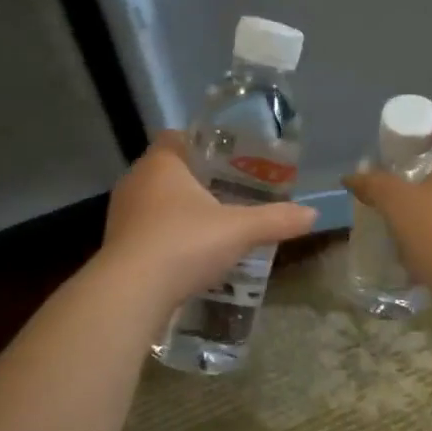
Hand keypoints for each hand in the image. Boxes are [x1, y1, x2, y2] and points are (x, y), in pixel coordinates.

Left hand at [100, 132, 317, 310]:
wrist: (132, 293)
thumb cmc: (184, 244)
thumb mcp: (239, 231)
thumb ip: (276, 220)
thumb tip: (313, 214)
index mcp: (161, 164)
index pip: (177, 137)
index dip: (202, 144)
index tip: (228, 159)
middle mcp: (136, 181)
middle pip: (169, 171)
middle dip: (197, 181)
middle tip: (231, 194)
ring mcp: (122, 215)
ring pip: (157, 203)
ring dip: (181, 212)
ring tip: (214, 227)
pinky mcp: (118, 246)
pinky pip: (148, 232)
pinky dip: (168, 238)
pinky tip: (190, 256)